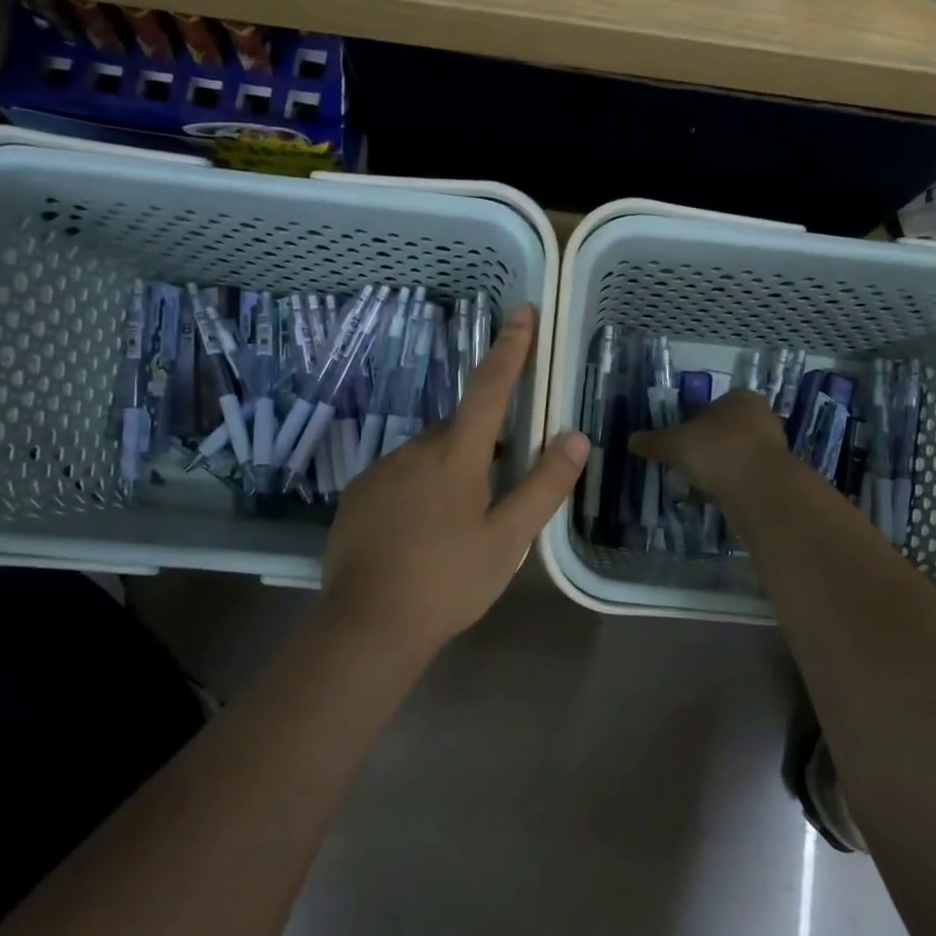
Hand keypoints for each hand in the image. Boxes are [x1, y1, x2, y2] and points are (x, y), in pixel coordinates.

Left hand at [321, 304, 588, 657]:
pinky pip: (401, 477)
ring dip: (451, 474)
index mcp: (455, 455)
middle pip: (460, 430)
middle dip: (484, 446)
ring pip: (429, 457)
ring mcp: (380, 471)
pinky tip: (421, 535)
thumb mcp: (508, 540)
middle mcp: (414, 449)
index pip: (489, 388)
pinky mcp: (358, 495)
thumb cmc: (448, 581)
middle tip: (497, 496)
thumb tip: (576, 436)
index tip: (521, 312)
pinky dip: (419, 492)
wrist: (367, 624)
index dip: (509, 349)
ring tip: (457, 529)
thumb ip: (543, 486)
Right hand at [627, 388, 788, 500]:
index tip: (679, 439)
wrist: (760, 488)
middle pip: (726, 428)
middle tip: (687, 460)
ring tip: (699, 480)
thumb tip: (631, 440)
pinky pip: (747, 474)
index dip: (692, 420)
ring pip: (738, 452)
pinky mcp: (776, 473)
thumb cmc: (717, 451)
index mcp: (740, 398)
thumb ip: (653, 441)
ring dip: (721, 464)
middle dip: (708, 443)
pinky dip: (732, 482)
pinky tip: (717, 494)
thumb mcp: (674, 443)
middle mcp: (761, 416)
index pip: (712, 404)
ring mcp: (773, 445)